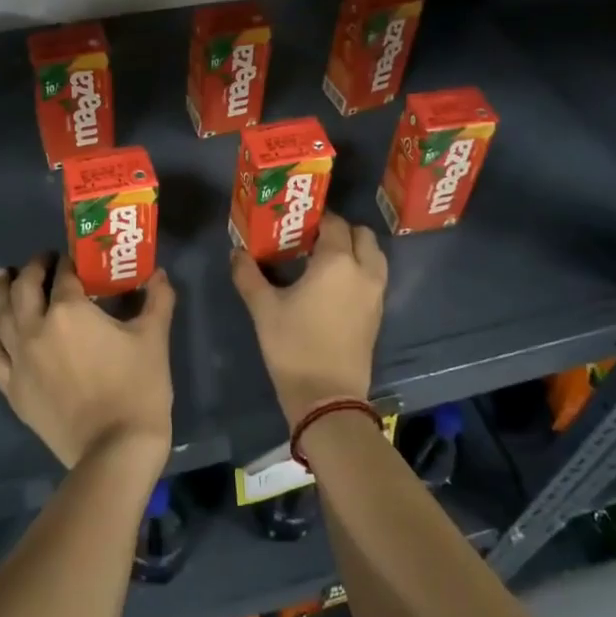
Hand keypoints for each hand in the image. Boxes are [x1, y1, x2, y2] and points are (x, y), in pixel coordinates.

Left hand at [0, 255, 174, 470]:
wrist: (115, 449)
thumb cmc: (138, 388)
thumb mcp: (154, 337)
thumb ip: (158, 299)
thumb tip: (159, 274)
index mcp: (70, 311)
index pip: (66, 275)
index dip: (70, 261)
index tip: (75, 258)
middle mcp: (37, 328)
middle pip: (25, 288)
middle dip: (33, 269)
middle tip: (42, 261)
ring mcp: (20, 360)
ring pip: (1, 317)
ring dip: (2, 292)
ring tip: (3, 277)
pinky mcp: (13, 389)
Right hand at [230, 214, 385, 427]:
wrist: (327, 397)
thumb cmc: (294, 346)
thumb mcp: (264, 309)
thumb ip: (249, 275)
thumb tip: (237, 253)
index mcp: (337, 262)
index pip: (333, 223)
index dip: (316, 218)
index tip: (295, 224)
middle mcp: (363, 271)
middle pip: (361, 235)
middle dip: (340, 231)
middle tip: (312, 240)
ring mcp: (375, 294)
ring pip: (374, 255)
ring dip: (355, 250)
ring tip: (324, 260)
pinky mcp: (378, 314)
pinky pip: (374, 277)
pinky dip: (360, 270)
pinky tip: (334, 285)